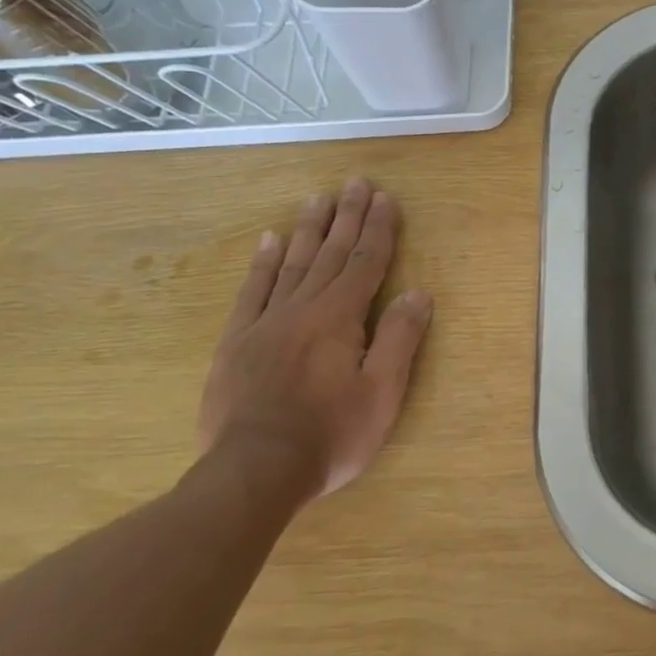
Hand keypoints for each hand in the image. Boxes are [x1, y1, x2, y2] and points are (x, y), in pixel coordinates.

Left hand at [197, 178, 433, 500]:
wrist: (253, 472)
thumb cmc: (331, 434)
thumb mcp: (382, 392)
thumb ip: (400, 339)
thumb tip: (418, 293)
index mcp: (340, 318)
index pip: (366, 263)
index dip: (379, 230)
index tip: (386, 198)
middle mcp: (302, 309)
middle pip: (329, 254)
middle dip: (347, 218)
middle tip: (355, 183)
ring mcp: (264, 323)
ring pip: (291, 264)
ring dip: (308, 229)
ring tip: (319, 199)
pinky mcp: (237, 343)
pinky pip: (252, 291)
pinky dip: (263, 263)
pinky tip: (270, 241)